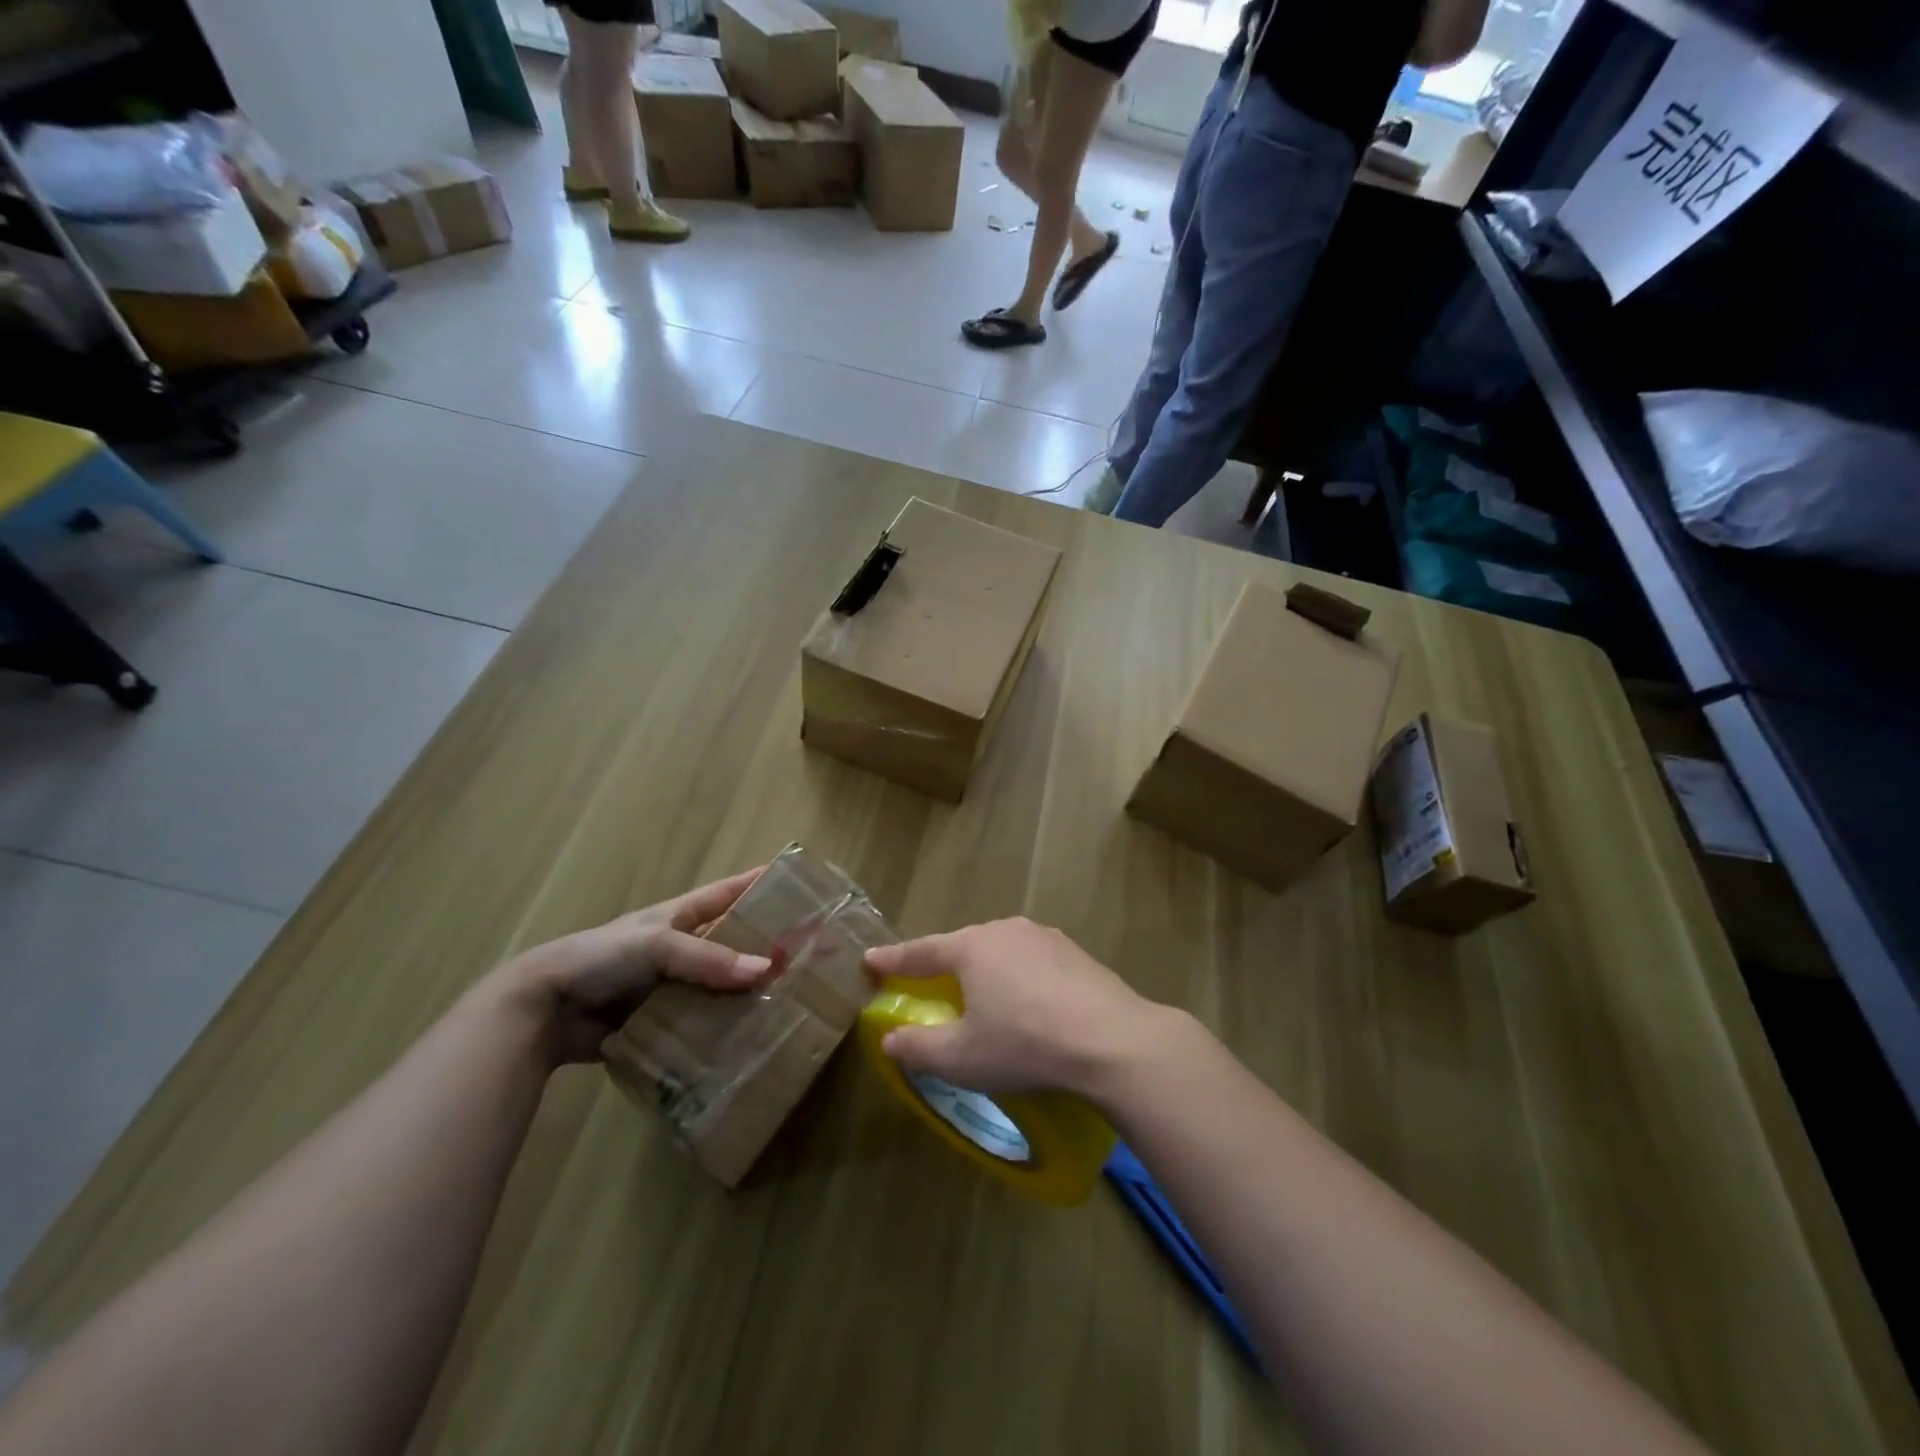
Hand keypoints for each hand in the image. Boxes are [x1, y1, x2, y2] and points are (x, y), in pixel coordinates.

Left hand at [499, 868, 772, 1063]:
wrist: (542, 1011)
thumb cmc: (600, 958)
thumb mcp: (657, 946)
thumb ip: (708, 959)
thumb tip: (766, 971)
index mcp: (678, 918)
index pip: (727, 893)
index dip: (758, 883)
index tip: (797, 880)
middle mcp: (680, 950)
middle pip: (731, 944)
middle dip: (764, 948)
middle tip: (808, 957)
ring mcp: (670, 988)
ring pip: (719, 988)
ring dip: (746, 997)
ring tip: (789, 1005)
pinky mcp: (660, 1023)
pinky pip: (699, 1026)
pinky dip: (720, 1032)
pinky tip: (748, 1044)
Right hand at [863, 918, 1165, 1100]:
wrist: (1112, 1040)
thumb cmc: (1025, 1044)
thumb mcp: (962, 1058)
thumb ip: (918, 1047)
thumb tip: (890, 1039)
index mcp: (971, 948)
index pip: (921, 951)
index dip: (893, 959)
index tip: (870, 960)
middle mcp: (1005, 930)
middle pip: (963, 946)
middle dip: (943, 964)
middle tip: (929, 984)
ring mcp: (1045, 937)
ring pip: (1000, 950)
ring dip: (985, 970)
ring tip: (982, 995)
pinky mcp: (1075, 953)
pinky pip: (1032, 961)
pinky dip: (1019, 977)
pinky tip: (1030, 1003)